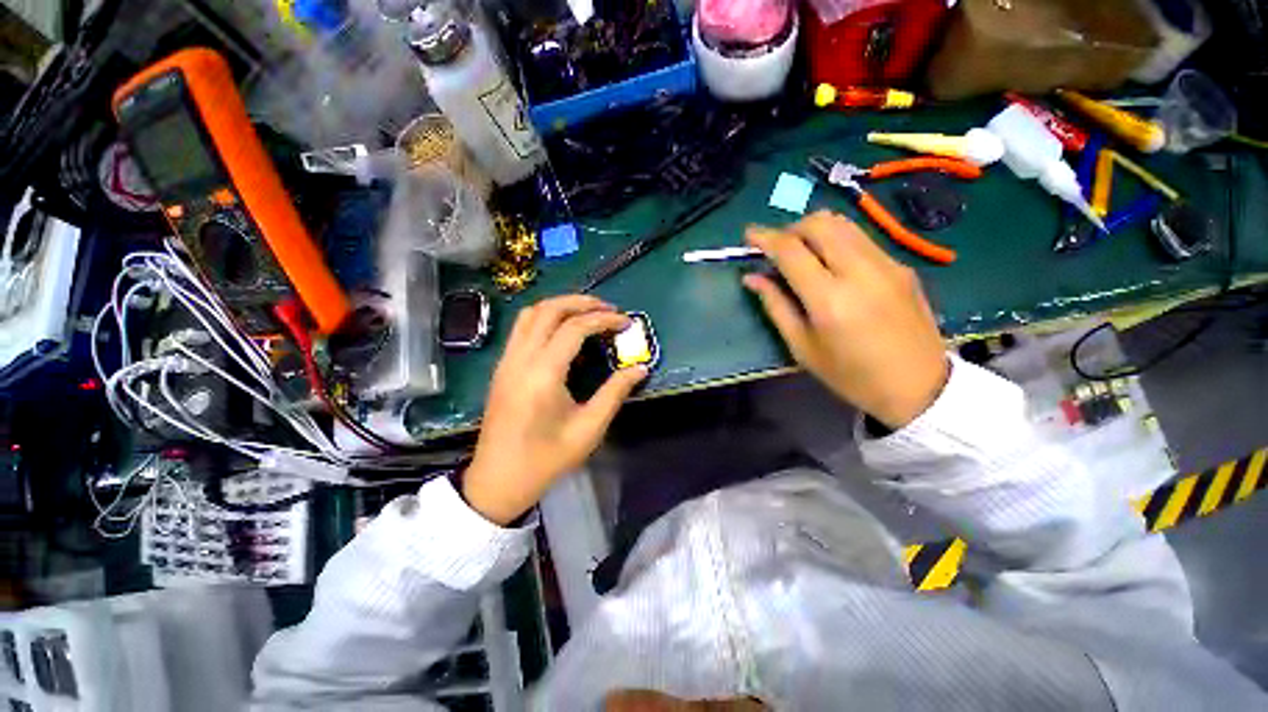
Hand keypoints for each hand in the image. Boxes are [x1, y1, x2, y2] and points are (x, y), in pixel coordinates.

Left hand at [464, 295, 647, 524]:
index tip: (626, 322)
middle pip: (548, 309)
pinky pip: (522, 328)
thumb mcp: (589, 428)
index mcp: (543, 374)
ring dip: (561, 306)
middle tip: (609, 309)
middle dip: (581, 302)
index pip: (574, 328)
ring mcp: (507, 361)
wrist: (498, 481)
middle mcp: (520, 359)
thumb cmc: (546, 459)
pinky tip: (564, 333)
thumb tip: (640, 368)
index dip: (603, 319)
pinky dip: (545, 319)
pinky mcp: (502, 367)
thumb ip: (615, 393)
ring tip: (588, 313)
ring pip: (531, 313)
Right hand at [743, 211, 948, 429]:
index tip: (749, 234)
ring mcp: (887, 264)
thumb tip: (752, 278)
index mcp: (829, 299)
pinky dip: (837, 241)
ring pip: (843, 224)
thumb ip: (776, 306)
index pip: (791, 250)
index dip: (765, 237)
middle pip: (820, 224)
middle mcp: (860, 271)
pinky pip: (861, 238)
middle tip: (778, 249)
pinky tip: (832, 266)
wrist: (919, 386)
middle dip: (791, 229)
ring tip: (802, 254)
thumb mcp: (803, 347)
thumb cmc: (851, 375)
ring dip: (814, 230)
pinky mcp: (902, 266)